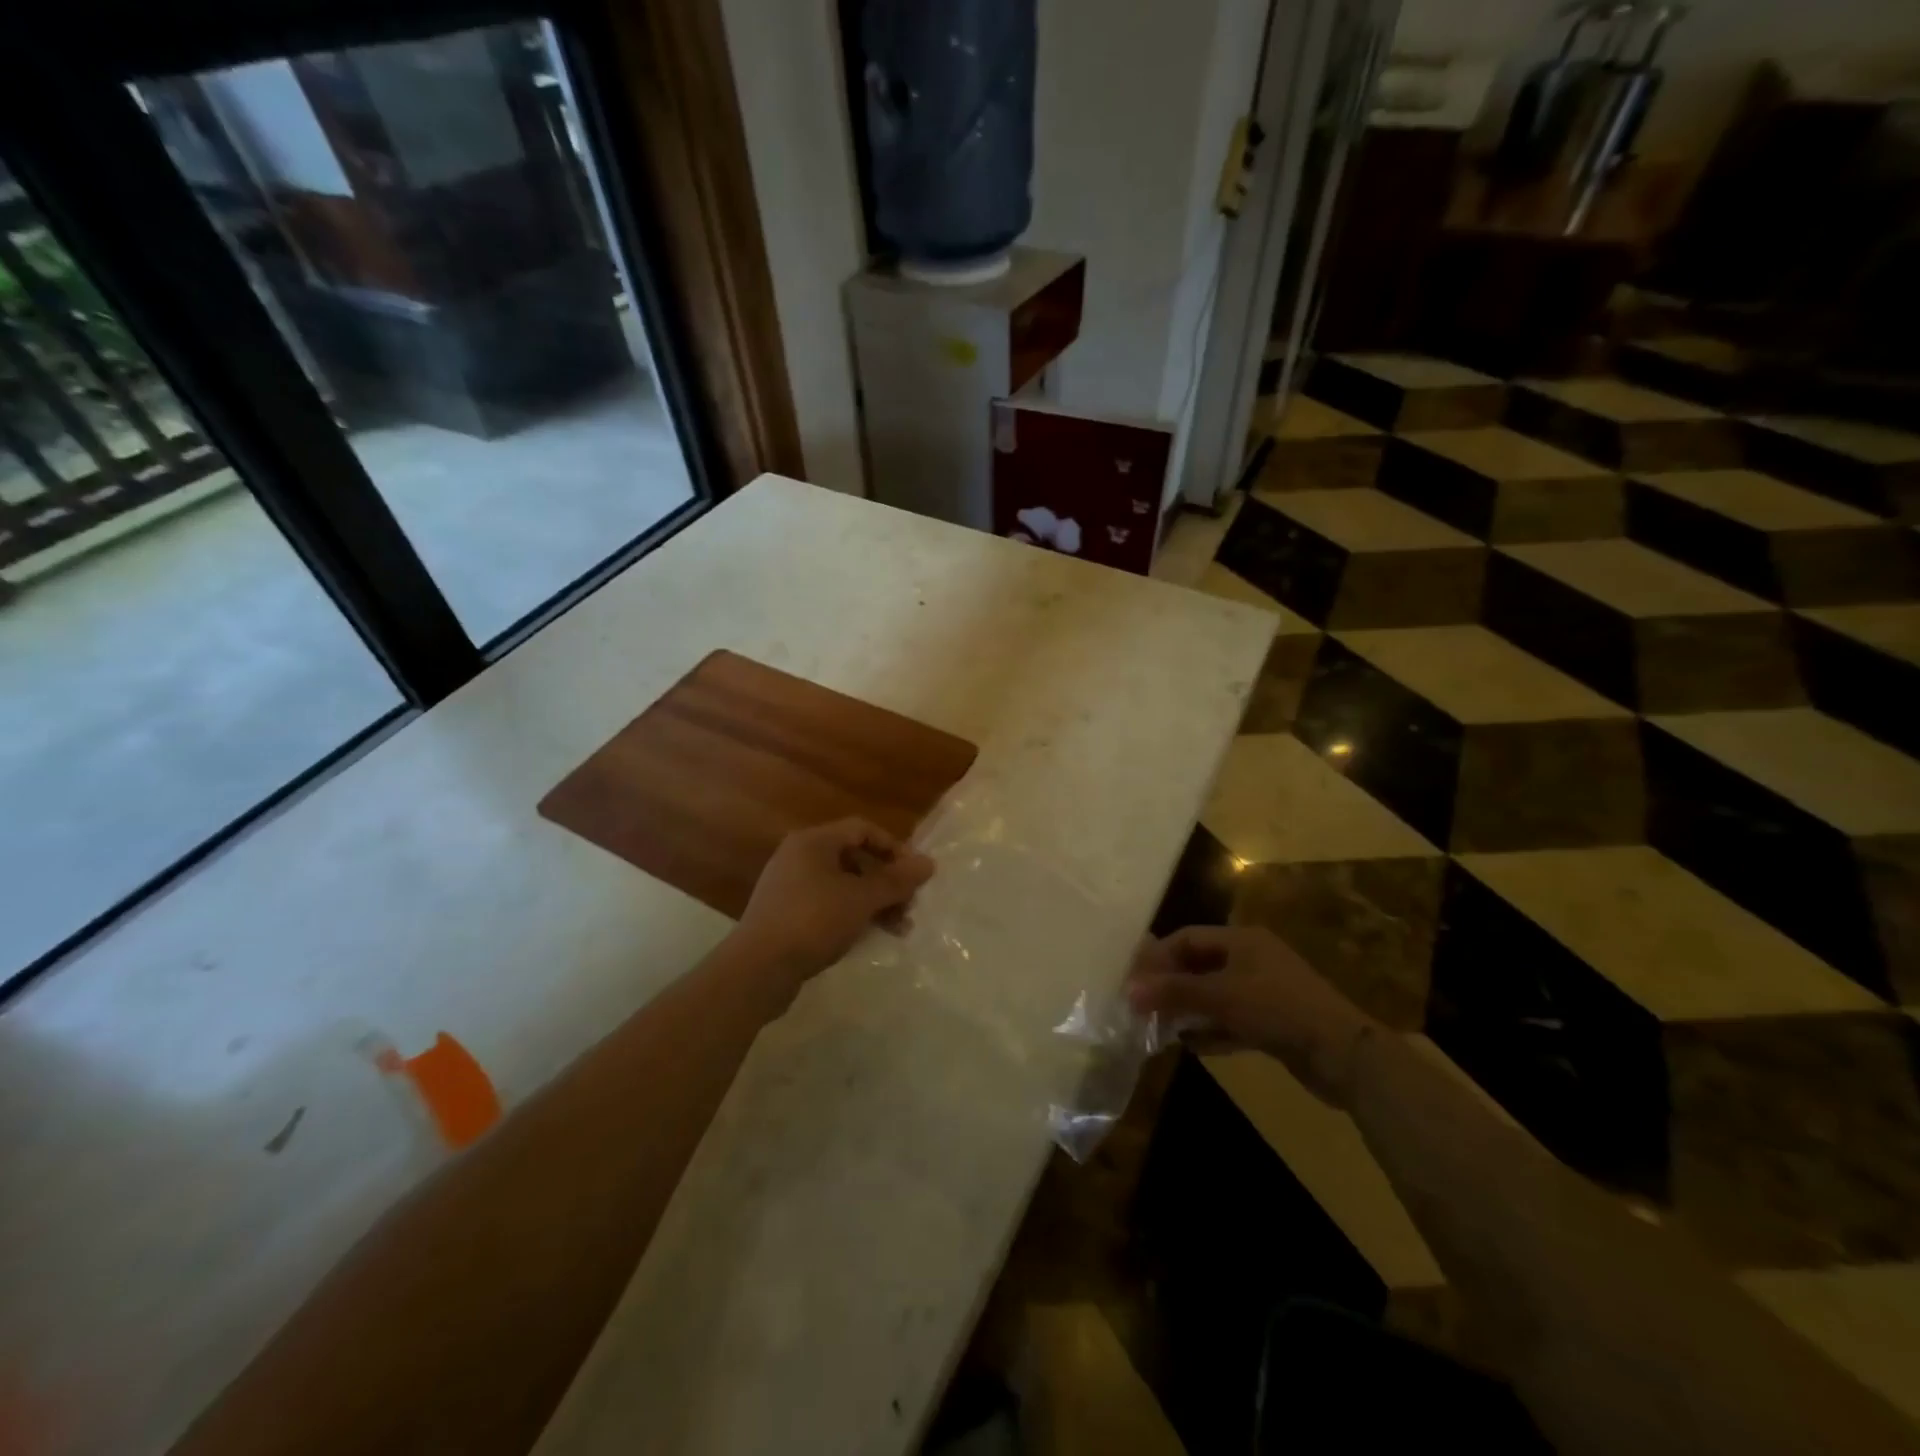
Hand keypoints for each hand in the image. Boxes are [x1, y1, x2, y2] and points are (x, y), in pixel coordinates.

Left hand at [735, 817, 935, 985]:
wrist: (757, 969)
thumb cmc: (813, 921)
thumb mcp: (862, 899)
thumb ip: (896, 880)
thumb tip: (929, 863)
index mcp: (813, 842)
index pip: (862, 829)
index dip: (893, 847)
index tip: (915, 874)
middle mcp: (799, 856)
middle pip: (854, 858)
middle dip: (886, 881)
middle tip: (909, 906)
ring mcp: (789, 886)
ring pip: (842, 885)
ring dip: (874, 902)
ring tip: (898, 929)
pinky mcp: (784, 914)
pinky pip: (827, 904)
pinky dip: (851, 915)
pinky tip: (868, 936)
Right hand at [1126, 926, 1379, 1109]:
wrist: (1344, 1055)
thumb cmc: (1278, 1010)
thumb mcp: (1221, 996)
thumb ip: (1174, 992)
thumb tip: (1128, 989)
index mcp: (1242, 940)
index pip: (1188, 938)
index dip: (1157, 957)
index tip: (1132, 980)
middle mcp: (1252, 959)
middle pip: (1199, 965)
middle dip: (1170, 984)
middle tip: (1141, 1005)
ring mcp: (1264, 992)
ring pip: (1213, 995)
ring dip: (1187, 1009)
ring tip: (1158, 1026)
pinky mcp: (1272, 1023)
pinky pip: (1230, 1020)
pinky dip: (1210, 1030)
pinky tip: (1190, 1045)